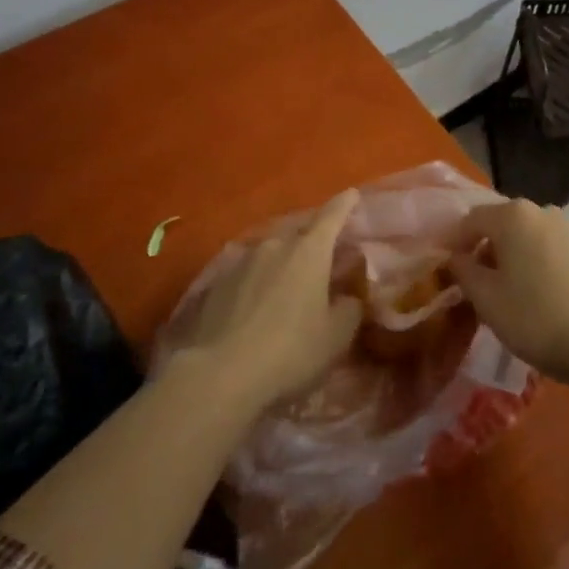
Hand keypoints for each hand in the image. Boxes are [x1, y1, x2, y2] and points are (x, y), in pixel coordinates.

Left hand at [180, 189, 364, 412]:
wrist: (219, 374)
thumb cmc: (290, 351)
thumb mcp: (335, 337)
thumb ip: (350, 309)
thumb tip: (349, 297)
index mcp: (309, 251)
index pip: (332, 216)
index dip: (344, 204)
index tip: (352, 194)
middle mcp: (275, 245)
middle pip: (299, 232)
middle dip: (313, 239)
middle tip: (323, 255)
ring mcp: (242, 261)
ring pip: (270, 252)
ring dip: (282, 262)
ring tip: (287, 284)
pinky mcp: (216, 282)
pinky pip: (246, 272)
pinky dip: (257, 281)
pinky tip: (256, 304)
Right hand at [444, 199, 568, 381]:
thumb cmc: (532, 316)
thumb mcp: (485, 297)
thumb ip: (463, 270)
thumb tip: (457, 257)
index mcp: (512, 215)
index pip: (470, 219)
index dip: (454, 243)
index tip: (447, 270)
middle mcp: (540, 211)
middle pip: (500, 224)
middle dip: (483, 249)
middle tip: (474, 283)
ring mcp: (567, 228)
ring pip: (525, 237)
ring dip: (509, 257)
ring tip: (503, 291)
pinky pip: (546, 249)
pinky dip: (533, 263)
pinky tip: (533, 294)